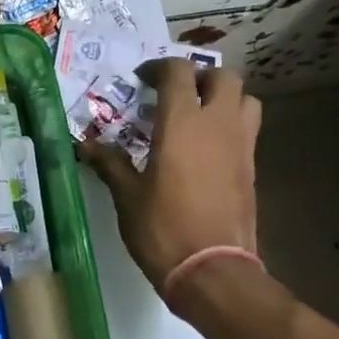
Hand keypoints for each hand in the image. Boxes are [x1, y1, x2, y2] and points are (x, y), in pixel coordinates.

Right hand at [79, 58, 261, 292]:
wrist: (212, 270)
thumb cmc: (162, 228)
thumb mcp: (127, 196)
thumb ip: (110, 164)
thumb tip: (86, 145)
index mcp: (182, 124)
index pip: (178, 73)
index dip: (159, 67)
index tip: (141, 79)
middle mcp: (218, 125)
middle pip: (223, 77)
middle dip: (199, 76)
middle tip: (175, 92)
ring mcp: (241, 146)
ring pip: (245, 99)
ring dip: (224, 96)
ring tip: (199, 113)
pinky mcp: (252, 168)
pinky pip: (248, 129)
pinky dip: (230, 125)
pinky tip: (207, 147)